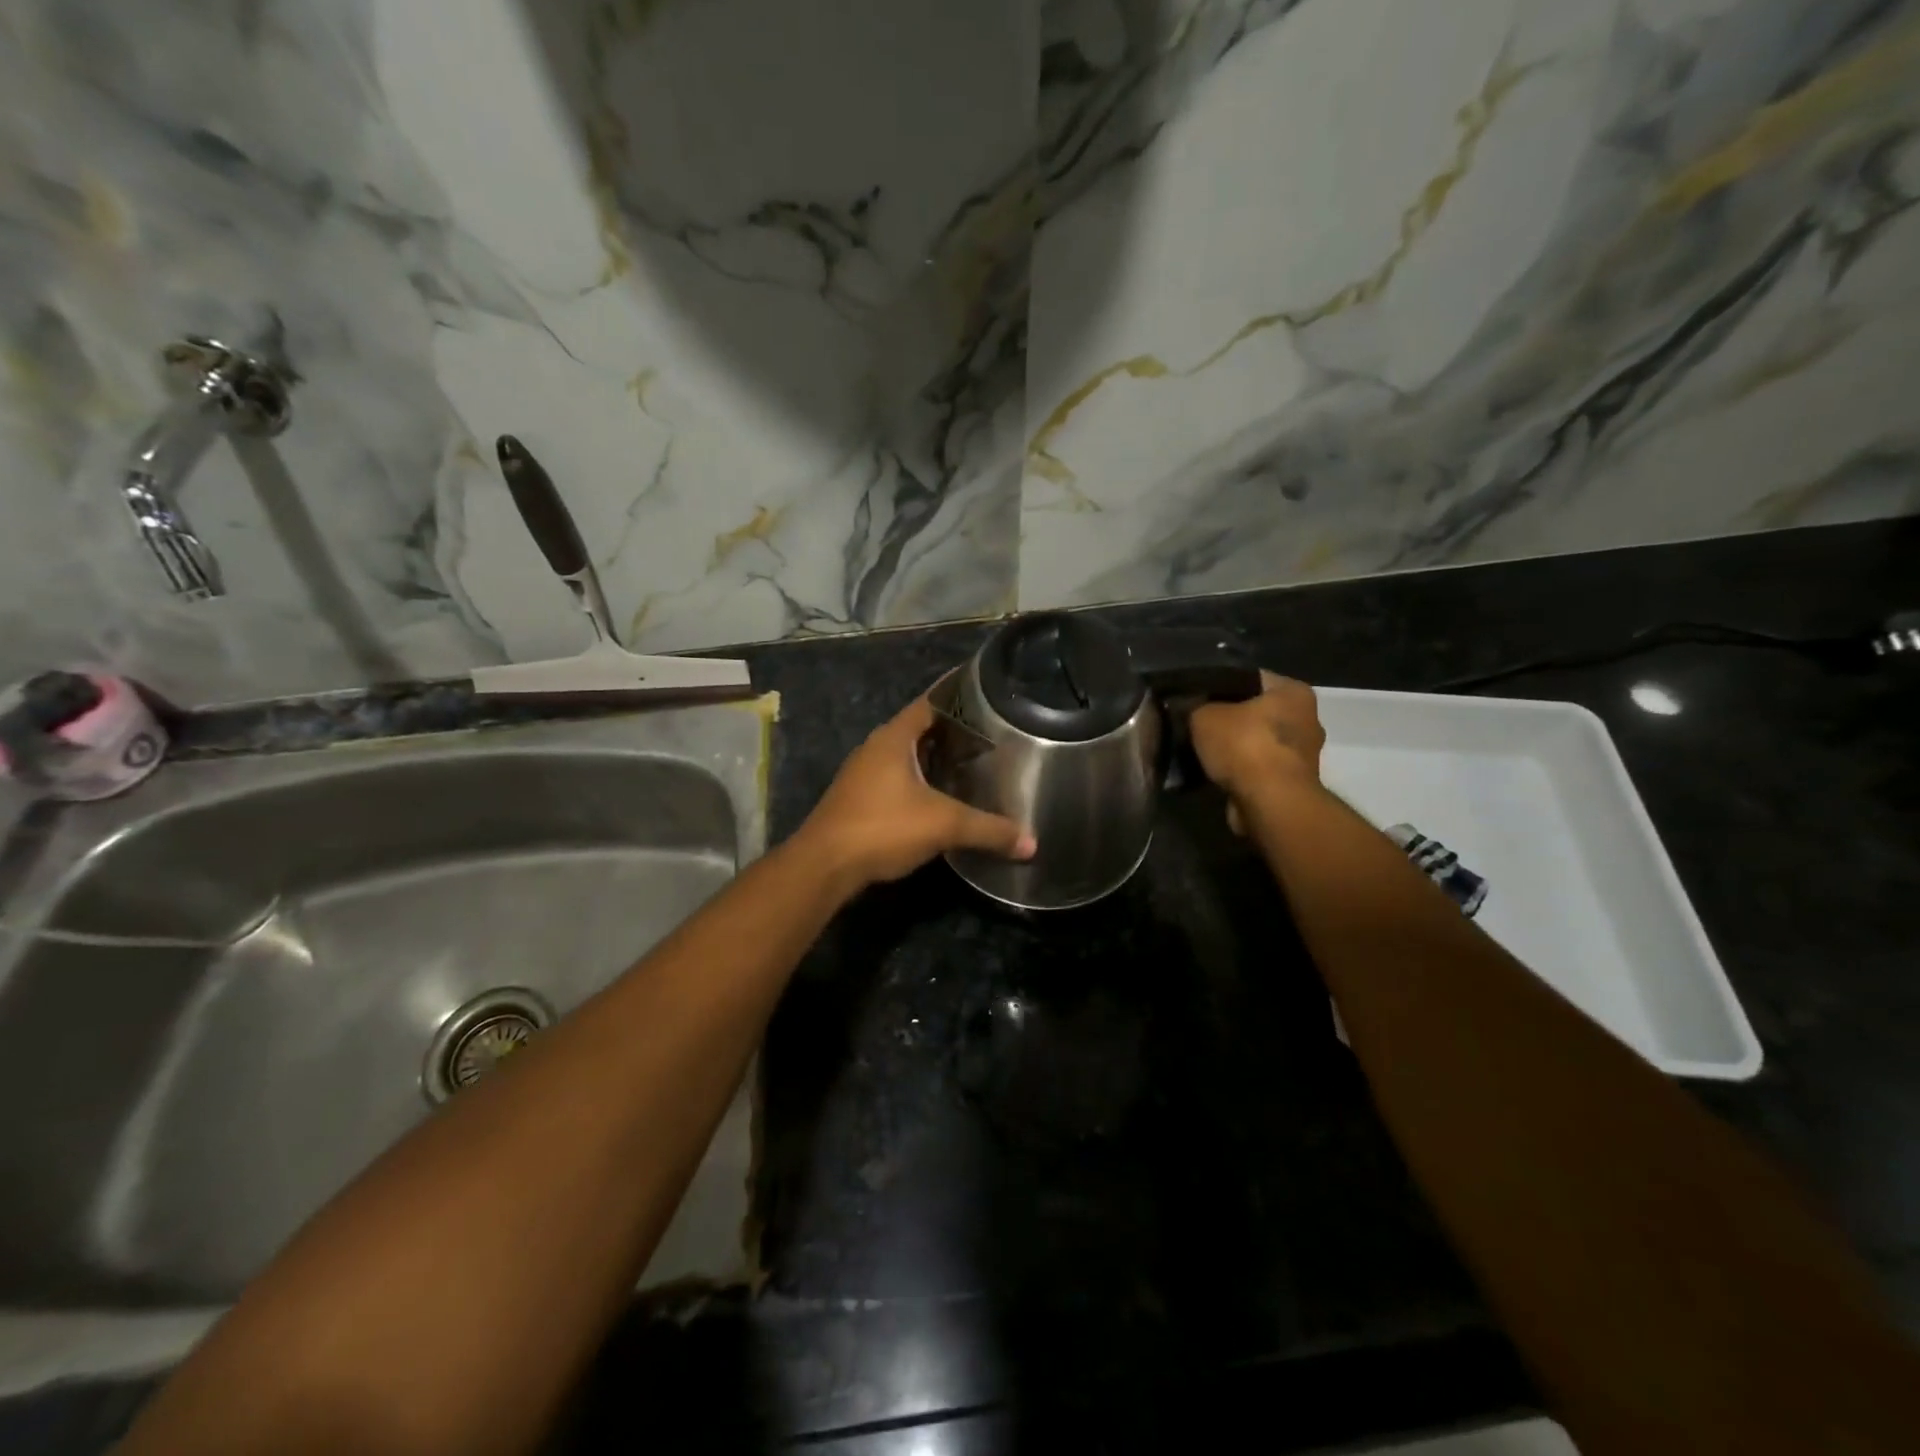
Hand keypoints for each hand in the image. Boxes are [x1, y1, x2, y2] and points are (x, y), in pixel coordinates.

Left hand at [795, 693, 1036, 893]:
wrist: (824, 866)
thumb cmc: (882, 828)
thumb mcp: (943, 825)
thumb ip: (989, 830)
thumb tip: (1031, 842)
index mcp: (893, 738)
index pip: (929, 702)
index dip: (956, 693)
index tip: (984, 690)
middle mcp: (875, 748)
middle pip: (918, 728)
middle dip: (951, 730)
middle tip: (989, 732)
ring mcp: (862, 774)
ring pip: (905, 756)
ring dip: (933, 757)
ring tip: (970, 761)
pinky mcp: (857, 799)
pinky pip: (895, 778)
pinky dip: (919, 780)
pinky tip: (939, 796)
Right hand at [1189, 672, 1324, 805]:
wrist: (1270, 803)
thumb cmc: (1244, 746)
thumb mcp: (1204, 716)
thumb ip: (1196, 707)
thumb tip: (1189, 708)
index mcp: (1294, 692)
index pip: (1251, 677)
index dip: (1220, 684)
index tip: (1196, 695)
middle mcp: (1307, 719)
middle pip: (1257, 711)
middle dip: (1230, 718)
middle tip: (1196, 724)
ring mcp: (1303, 754)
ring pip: (1258, 742)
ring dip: (1235, 749)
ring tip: (1202, 751)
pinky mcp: (1293, 783)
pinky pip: (1259, 768)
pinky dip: (1241, 772)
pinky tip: (1216, 774)